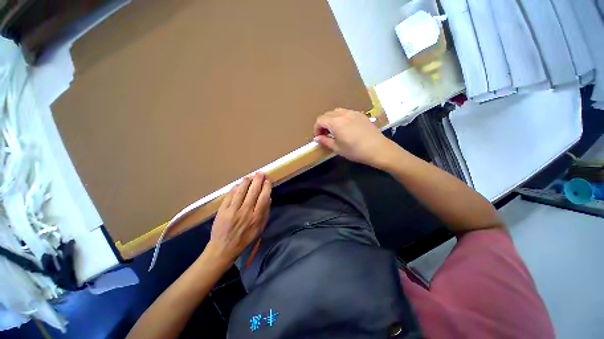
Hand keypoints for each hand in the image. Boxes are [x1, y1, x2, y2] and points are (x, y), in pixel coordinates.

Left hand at [207, 173, 270, 261]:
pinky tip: (238, 184)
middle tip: (260, 173)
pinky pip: (229, 195)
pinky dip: (234, 188)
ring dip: (246, 182)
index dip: (266, 187)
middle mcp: (246, 211)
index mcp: (256, 217)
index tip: (267, 180)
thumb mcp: (260, 228)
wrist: (224, 247)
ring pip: (241, 191)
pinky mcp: (222, 210)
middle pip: (253, 192)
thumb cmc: (245, 238)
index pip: (263, 197)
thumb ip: (265, 213)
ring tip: (250, 176)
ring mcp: (233, 210)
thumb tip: (268, 198)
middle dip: (258, 180)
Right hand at [314, 108, 396, 167]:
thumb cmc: (355, 151)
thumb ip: (325, 141)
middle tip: (325, 134)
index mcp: (335, 122)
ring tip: (334, 130)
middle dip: (323, 123)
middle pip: (327, 114)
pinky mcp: (360, 114)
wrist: (378, 149)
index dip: (316, 128)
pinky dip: (341, 118)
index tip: (318, 137)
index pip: (320, 120)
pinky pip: (346, 112)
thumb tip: (317, 138)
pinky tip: (345, 127)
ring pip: (336, 112)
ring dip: (331, 119)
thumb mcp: (337, 148)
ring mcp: (353, 112)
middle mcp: (343, 114)